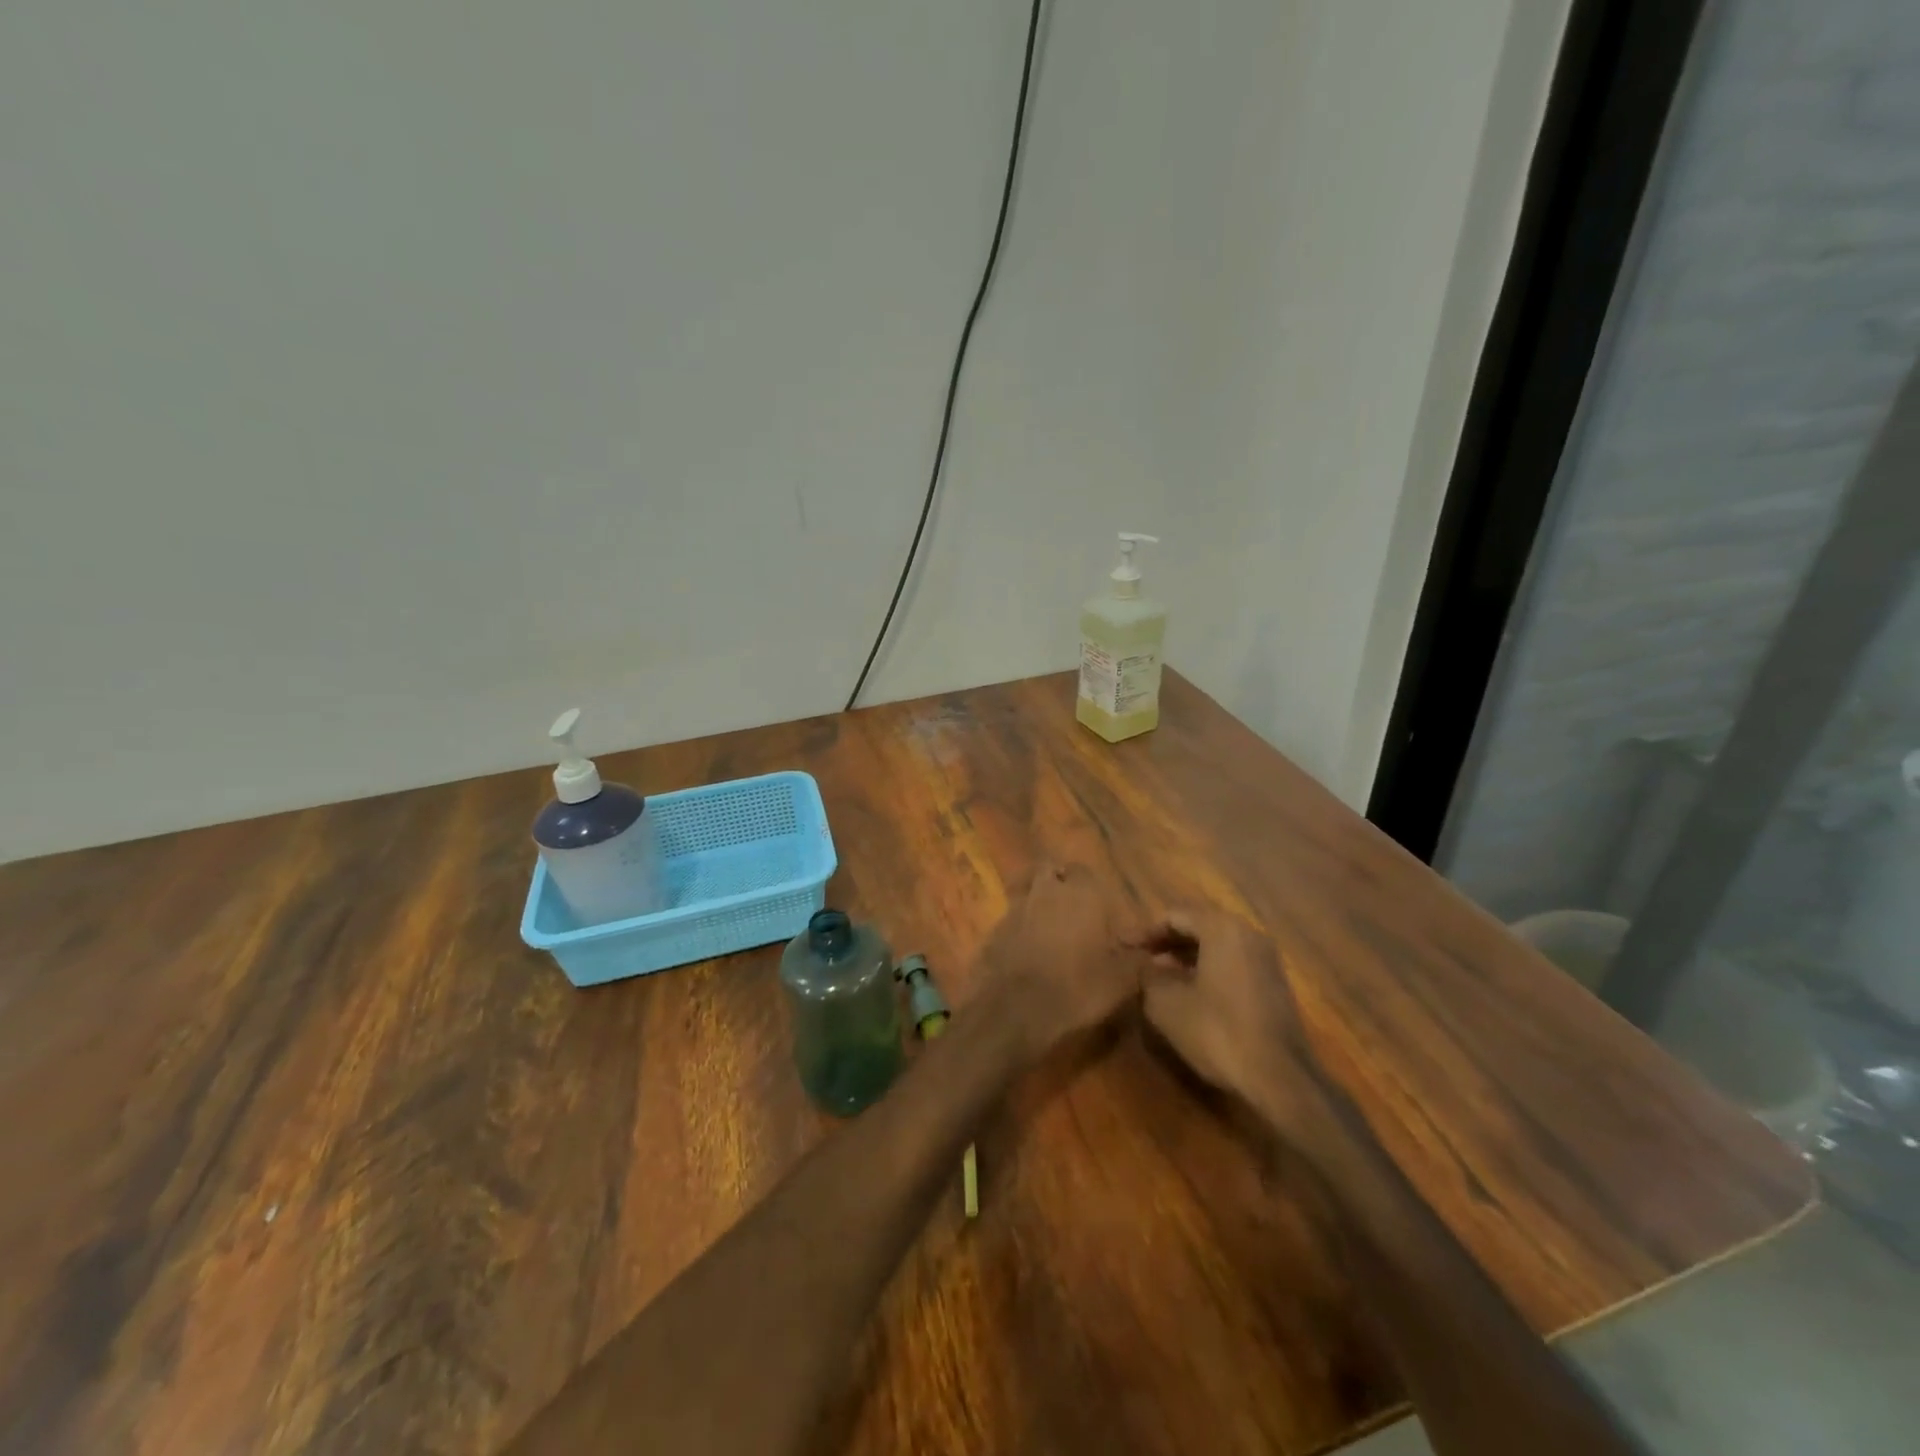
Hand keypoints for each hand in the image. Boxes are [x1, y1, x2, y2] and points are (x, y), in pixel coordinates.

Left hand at [975, 863, 1148, 1057]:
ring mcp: (1015, 907)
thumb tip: (1154, 952)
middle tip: (1073, 911)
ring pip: (1027, 891)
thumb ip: (1139, 959)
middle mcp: (1046, 890)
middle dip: (1059, 884)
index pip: (1084, 871)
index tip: (1099, 909)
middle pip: (1049, 872)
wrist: (1016, 1011)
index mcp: (1082, 893)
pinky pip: (1010, 918)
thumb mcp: (1123, 980)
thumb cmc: (1078, 988)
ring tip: (1050, 930)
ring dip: (1037, 903)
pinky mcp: (993, 930)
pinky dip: (1019, 927)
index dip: (1090, 887)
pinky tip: (1027, 951)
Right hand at [1139, 909, 1336, 1147]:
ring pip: (1216, 946)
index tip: (1122, 945)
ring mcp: (1266, 959)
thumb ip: (1149, 976)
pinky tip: (1190, 993)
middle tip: (1139, 958)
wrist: (1280, 1077)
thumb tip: (1148, 966)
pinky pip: (1232, 964)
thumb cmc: (1217, 1031)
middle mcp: (1248, 934)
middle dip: (1166, 942)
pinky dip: (1207, 970)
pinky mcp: (1274, 985)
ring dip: (1186, 957)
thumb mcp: (1166, 1003)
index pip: (1174, 916)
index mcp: (1222, 928)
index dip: (1144, 931)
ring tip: (1159, 976)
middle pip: (1198, 926)